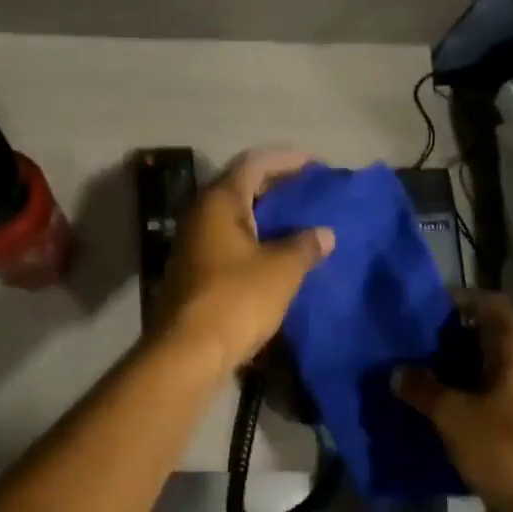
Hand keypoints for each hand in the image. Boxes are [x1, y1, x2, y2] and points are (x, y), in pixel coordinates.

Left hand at [156, 149, 334, 376]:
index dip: (286, 159)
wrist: (188, 352)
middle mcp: (200, 214)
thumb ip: (305, 245)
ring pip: (234, 216)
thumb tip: (324, 233)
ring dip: (266, 216)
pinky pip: (228, 241)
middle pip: (241, 186)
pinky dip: (254, 239)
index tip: (315, 167)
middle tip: (310, 194)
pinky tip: (277, 255)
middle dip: (277, 187)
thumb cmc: (236, 299)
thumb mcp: (281, 270)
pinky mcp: (193, 270)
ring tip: (300, 223)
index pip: (254, 162)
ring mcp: (192, 243)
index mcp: (219, 201)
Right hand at [394, 289, 512, 511]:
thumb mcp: (453, 417)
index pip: (489, 303)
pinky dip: (480, 392)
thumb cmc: (506, 446)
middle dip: (455, 339)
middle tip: (419, 348)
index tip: (427, 310)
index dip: (459, 300)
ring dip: (466, 369)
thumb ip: (423, 389)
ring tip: (430, 378)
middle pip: (493, 334)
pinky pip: (507, 391)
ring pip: (499, 365)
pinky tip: (454, 407)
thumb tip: (399, 372)